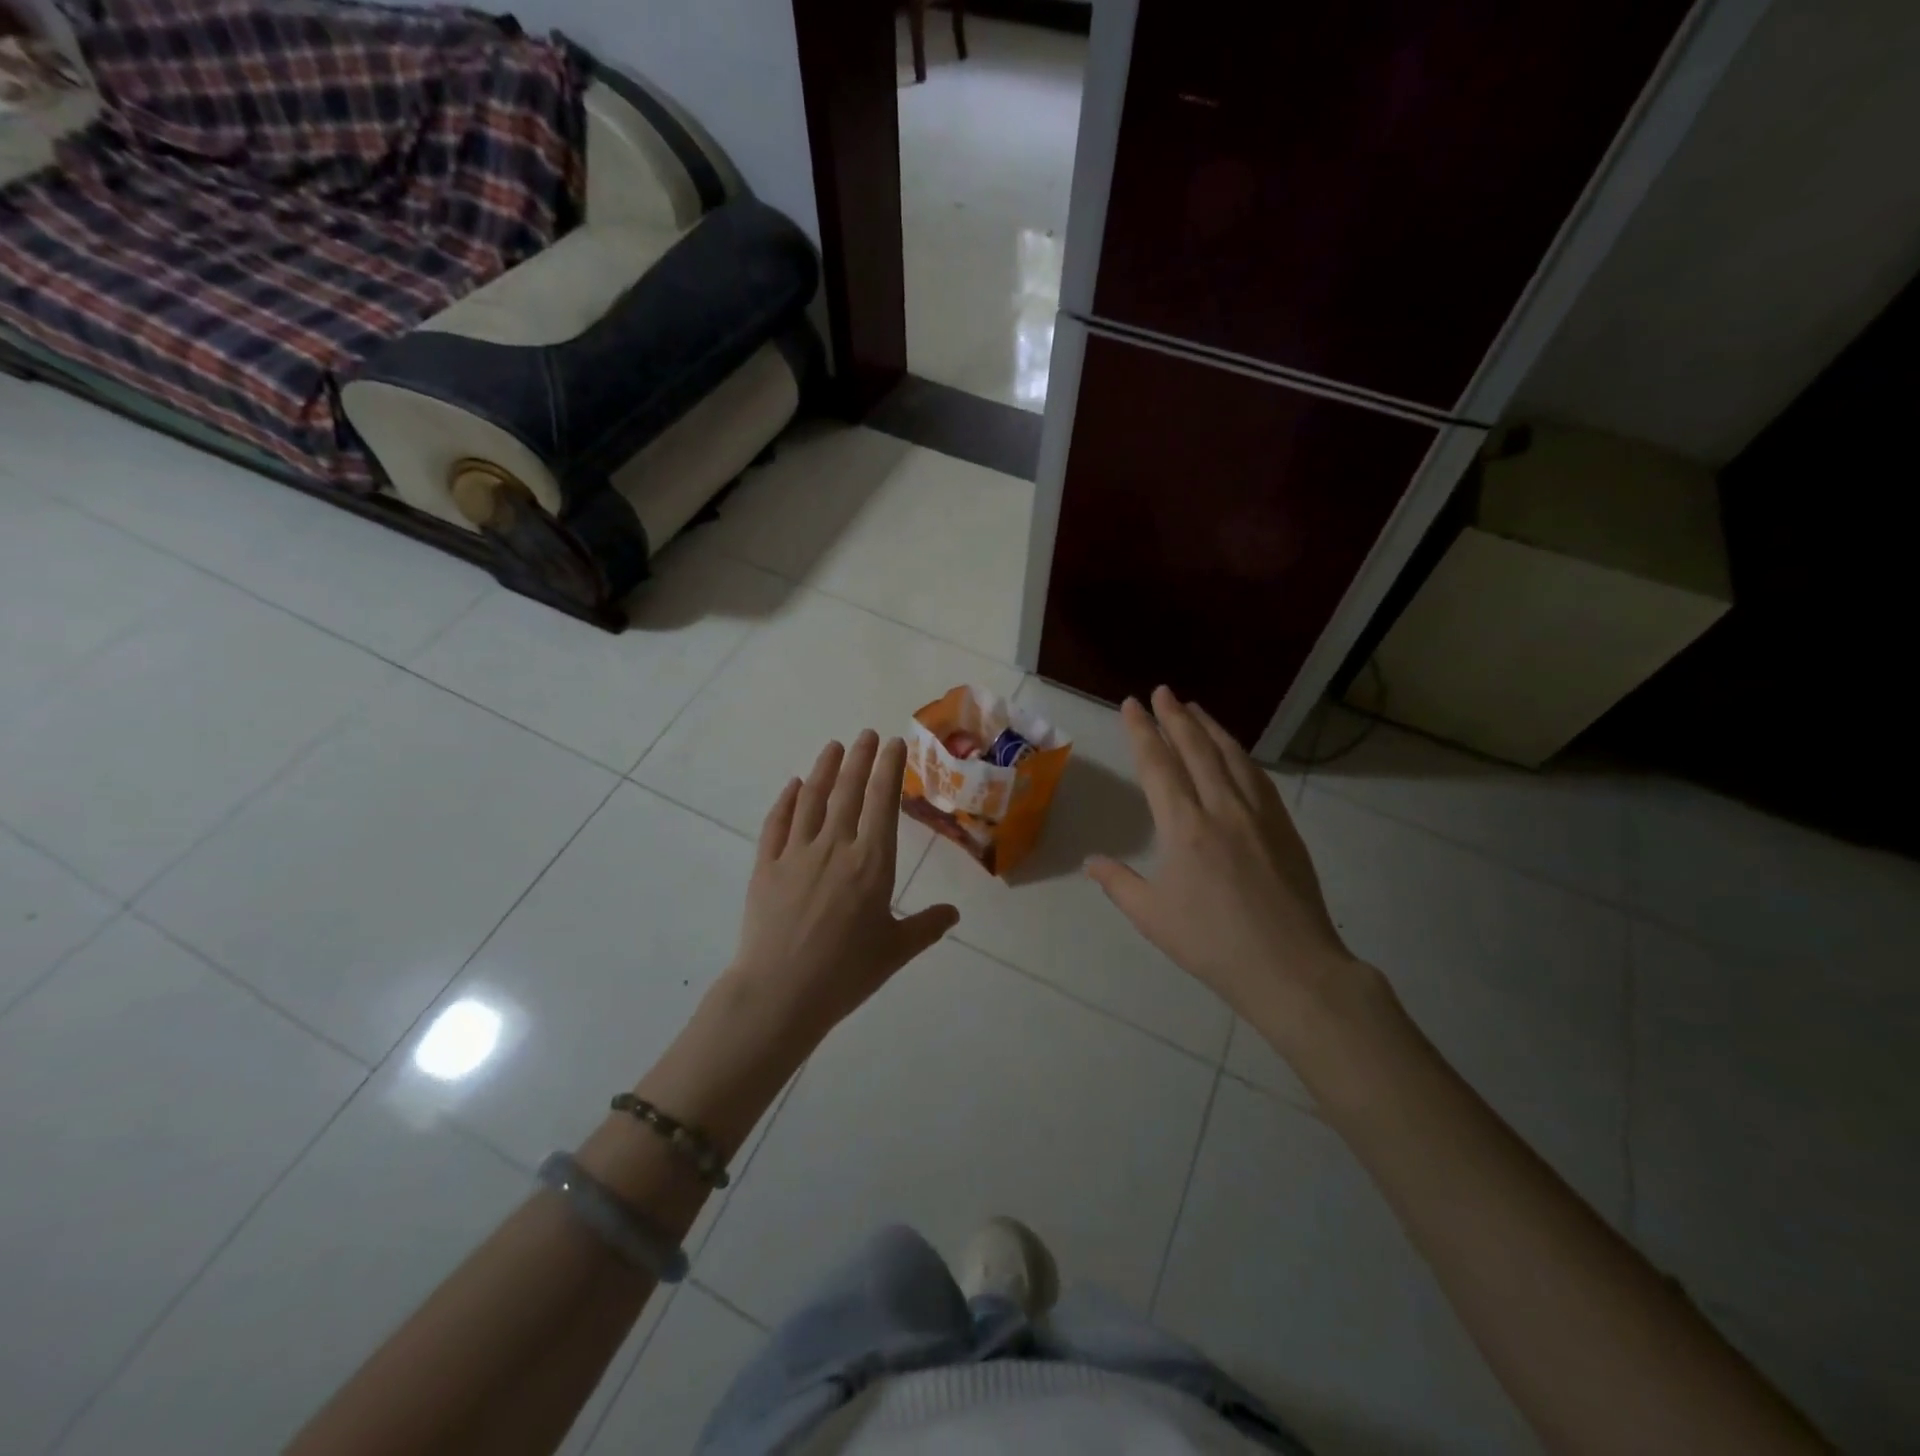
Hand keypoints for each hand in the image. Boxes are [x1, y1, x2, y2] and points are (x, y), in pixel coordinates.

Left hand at [729, 730, 958, 1044]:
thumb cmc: (846, 974)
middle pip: (849, 791)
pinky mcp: (766, 866)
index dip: (889, 769)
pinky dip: (787, 801)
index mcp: (872, 863)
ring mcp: (796, 853)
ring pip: (812, 799)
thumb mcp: (895, 952)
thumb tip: (954, 913)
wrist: (780, 993)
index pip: (883, 803)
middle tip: (866, 734)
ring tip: (834, 746)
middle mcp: (835, 847)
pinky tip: (794, 786)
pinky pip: (777, 823)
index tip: (893, 744)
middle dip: (860, 758)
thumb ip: (926, 926)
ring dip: (825, 769)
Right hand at [1087, 687, 1361, 1045]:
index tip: (1132, 705)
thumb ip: (1118, 883)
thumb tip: (1091, 861)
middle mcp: (1221, 808)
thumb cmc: (1213, 944)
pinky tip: (1234, 751)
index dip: (1142, 731)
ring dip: (1210, 728)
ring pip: (1231, 756)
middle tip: (1162, 691)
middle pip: (1196, 749)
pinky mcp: (1283, 827)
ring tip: (1194, 708)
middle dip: (1175, 716)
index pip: (1158, 765)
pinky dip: (1240, 754)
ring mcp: (1258, 815)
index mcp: (1185, 827)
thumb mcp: (1153, 917)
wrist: (1291, 968)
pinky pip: (1257, 777)